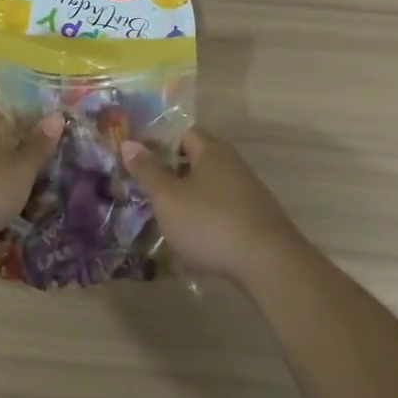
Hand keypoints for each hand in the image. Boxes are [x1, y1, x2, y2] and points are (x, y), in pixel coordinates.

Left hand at [0, 113, 61, 249]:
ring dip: (5, 181)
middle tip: (47, 181)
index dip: (40, 129)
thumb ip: (39, 146)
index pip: (20, 116)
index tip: (59, 146)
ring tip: (27, 204)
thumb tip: (56, 114)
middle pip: (4, 142)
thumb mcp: (21, 171)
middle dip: (23, 160)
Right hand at [119, 129, 305, 284]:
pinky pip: (220, 212)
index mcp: (212, 151)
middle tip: (143, 191)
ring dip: (184, 201)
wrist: (269, 264)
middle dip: (168, 175)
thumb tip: (129, 143)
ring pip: (206, 189)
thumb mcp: (168, 197)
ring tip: (161, 220)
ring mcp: (247, 193)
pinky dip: (202, 221)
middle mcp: (232, 165)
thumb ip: (147, 170)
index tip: (135, 160)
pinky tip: (189, 244)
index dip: (156, 143)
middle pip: (194, 161)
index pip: (181, 133)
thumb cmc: (210, 222)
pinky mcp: (254, 220)